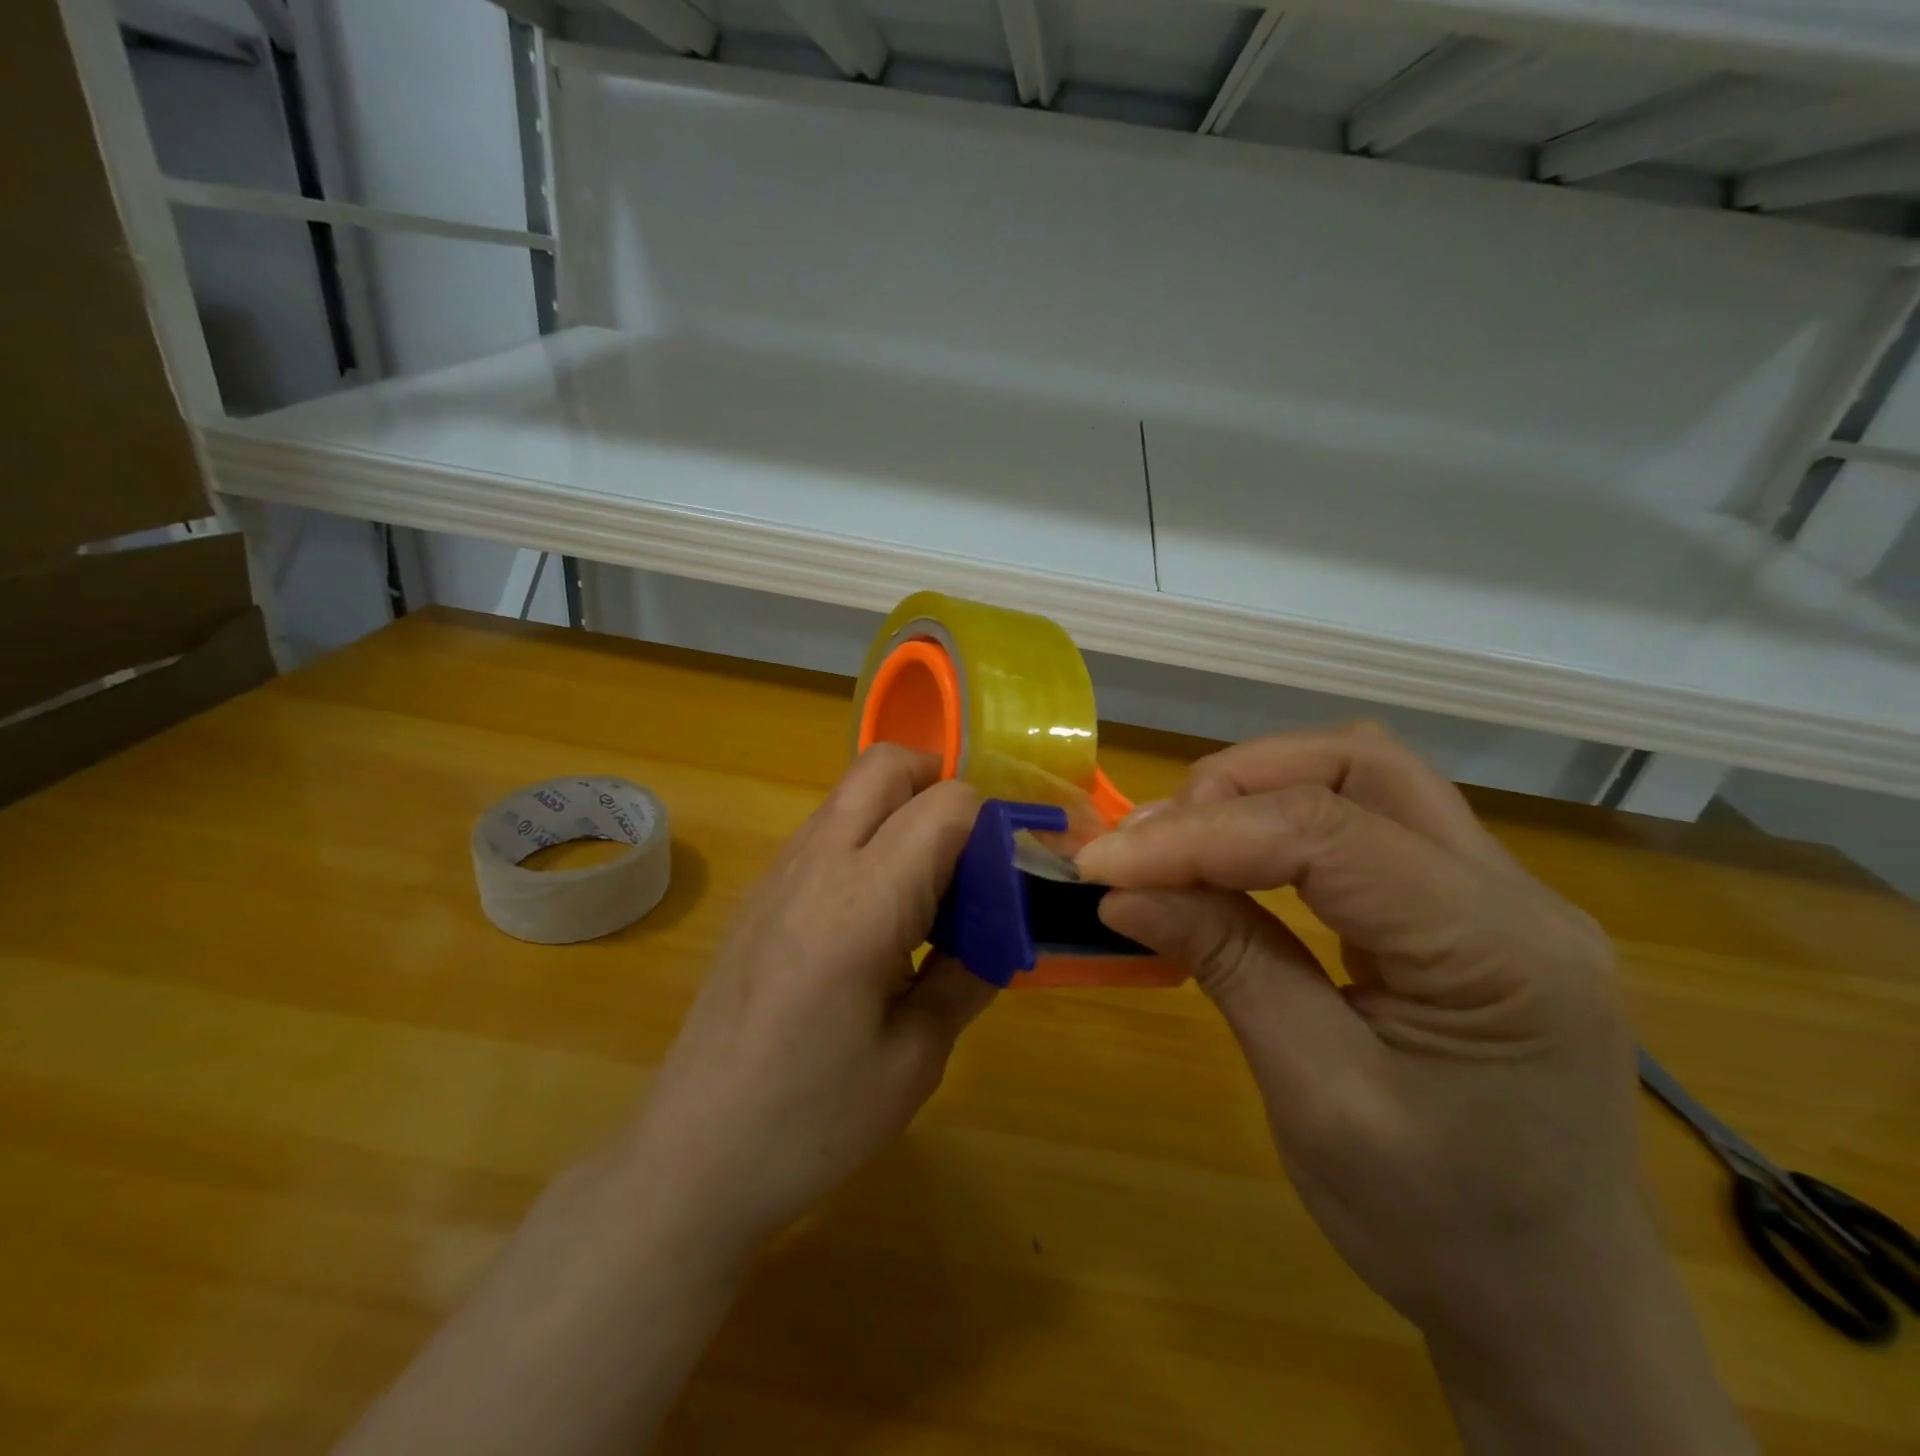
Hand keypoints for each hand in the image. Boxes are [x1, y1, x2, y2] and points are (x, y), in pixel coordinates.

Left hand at [336, 747, 990, 1455]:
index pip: (944, 804)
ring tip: (926, 892)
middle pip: (883, 764)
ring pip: (850, 792)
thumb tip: (999, 929)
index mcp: (863, 901)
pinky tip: (875, 917)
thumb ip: (968, 975)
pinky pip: (824, 829)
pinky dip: (865, 838)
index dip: (989, 827)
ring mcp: (779, 873)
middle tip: (969, 855)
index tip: (1003, 881)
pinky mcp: (759, 893)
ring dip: (899, 811)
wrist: (693, 1154)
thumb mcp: (916, 1057)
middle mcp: (817, 863)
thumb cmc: (813, 1118)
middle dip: (938, 783)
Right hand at [1076, 724, 1749, 1452]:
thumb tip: (1122, 890)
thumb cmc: (1442, 1228)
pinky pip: (1365, 823)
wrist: (1556, 1306)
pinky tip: (1231, 864)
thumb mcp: (1317, 1099)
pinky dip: (1280, 825)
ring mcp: (1499, 892)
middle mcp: (1517, 893)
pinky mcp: (1464, 905)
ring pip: (1363, 777)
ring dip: (1255, 793)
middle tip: (1149, 842)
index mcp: (1501, 950)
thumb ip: (1228, 965)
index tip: (1102, 865)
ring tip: (1176, 846)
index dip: (1198, 836)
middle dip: (1236, 784)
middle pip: (1359, 764)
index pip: (1326, 835)